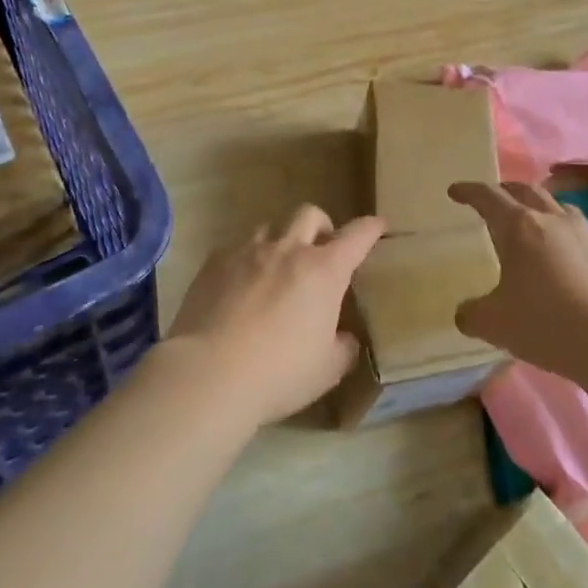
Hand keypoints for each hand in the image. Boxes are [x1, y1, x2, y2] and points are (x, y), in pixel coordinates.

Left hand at [167, 205, 386, 426]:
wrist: (209, 373)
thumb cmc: (279, 373)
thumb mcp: (327, 370)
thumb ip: (343, 347)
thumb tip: (345, 338)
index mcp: (323, 271)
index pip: (357, 236)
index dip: (370, 228)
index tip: (377, 226)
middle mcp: (288, 250)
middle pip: (309, 214)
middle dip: (321, 226)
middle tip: (320, 251)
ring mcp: (247, 251)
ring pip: (270, 227)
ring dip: (280, 242)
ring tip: (276, 269)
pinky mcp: (214, 262)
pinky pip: (235, 249)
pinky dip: (244, 261)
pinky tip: (238, 286)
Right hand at [447, 182, 587, 383]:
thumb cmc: (546, 324)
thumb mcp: (495, 324)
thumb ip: (472, 314)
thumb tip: (464, 313)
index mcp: (519, 227)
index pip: (488, 197)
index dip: (469, 191)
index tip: (455, 191)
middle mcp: (553, 221)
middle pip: (526, 190)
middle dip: (505, 190)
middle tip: (493, 199)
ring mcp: (587, 236)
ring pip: (559, 207)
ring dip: (540, 207)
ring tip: (532, 221)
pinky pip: (581, 234)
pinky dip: (565, 236)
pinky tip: (565, 259)